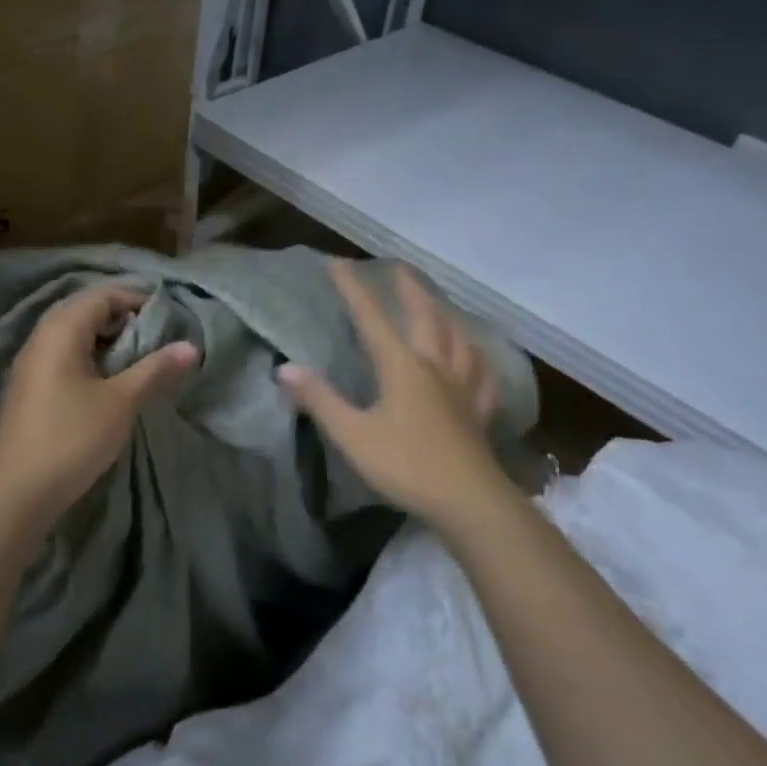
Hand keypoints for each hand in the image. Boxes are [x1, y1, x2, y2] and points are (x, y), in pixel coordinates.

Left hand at [0, 284, 197, 523]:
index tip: (167, 319)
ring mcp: (30, 363)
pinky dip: (88, 356)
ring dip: (105, 338)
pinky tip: (106, 381)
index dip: (136, 300)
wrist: (16, 494)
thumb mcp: (121, 402)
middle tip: (153, 336)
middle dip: (121, 317)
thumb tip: (191, 346)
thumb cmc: (71, 438)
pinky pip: (62, 354)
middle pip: (84, 309)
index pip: (102, 295)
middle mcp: (40, 337)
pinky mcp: (28, 387)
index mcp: (60, 330)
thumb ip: (155, 369)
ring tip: (135, 358)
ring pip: (72, 333)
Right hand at [279, 260, 511, 532]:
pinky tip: (476, 359)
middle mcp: (434, 366)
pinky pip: (482, 376)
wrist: (469, 502)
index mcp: (401, 366)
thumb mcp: (352, 435)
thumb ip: (320, 400)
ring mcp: (462, 388)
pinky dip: (477, 360)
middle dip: (409, 289)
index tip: (338, 263)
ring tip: (439, 305)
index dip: (354, 289)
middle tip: (399, 268)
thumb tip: (284, 369)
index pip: (372, 318)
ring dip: (445, 315)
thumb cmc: (406, 466)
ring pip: (458, 339)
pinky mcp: (478, 412)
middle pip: (425, 316)